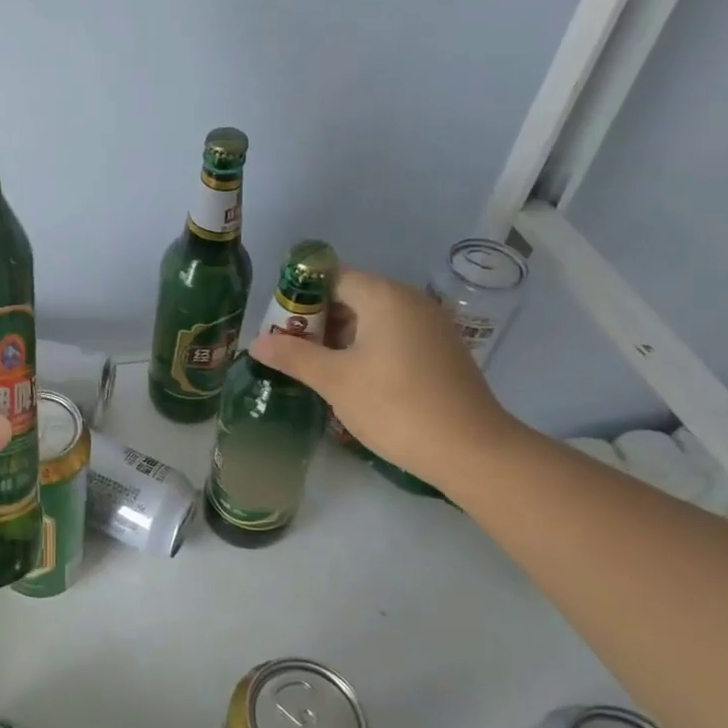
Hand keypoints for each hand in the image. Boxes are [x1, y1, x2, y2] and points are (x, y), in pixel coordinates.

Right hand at [248, 267, 518, 484]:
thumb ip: (293, 356)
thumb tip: (256, 342)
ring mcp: (430, 326)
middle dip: (316, 319)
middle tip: (288, 349)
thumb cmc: (395, 406)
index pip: (332, 277)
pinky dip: (366, 349)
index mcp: (384, 297)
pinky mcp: (440, 351)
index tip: (277, 325)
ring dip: (339, 337)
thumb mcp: (335, 380)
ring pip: (372, 319)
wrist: (471, 450)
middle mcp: (410, 301)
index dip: (299, 296)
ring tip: (313, 367)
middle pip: (352, 296)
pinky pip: (392, 336)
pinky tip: (351, 379)